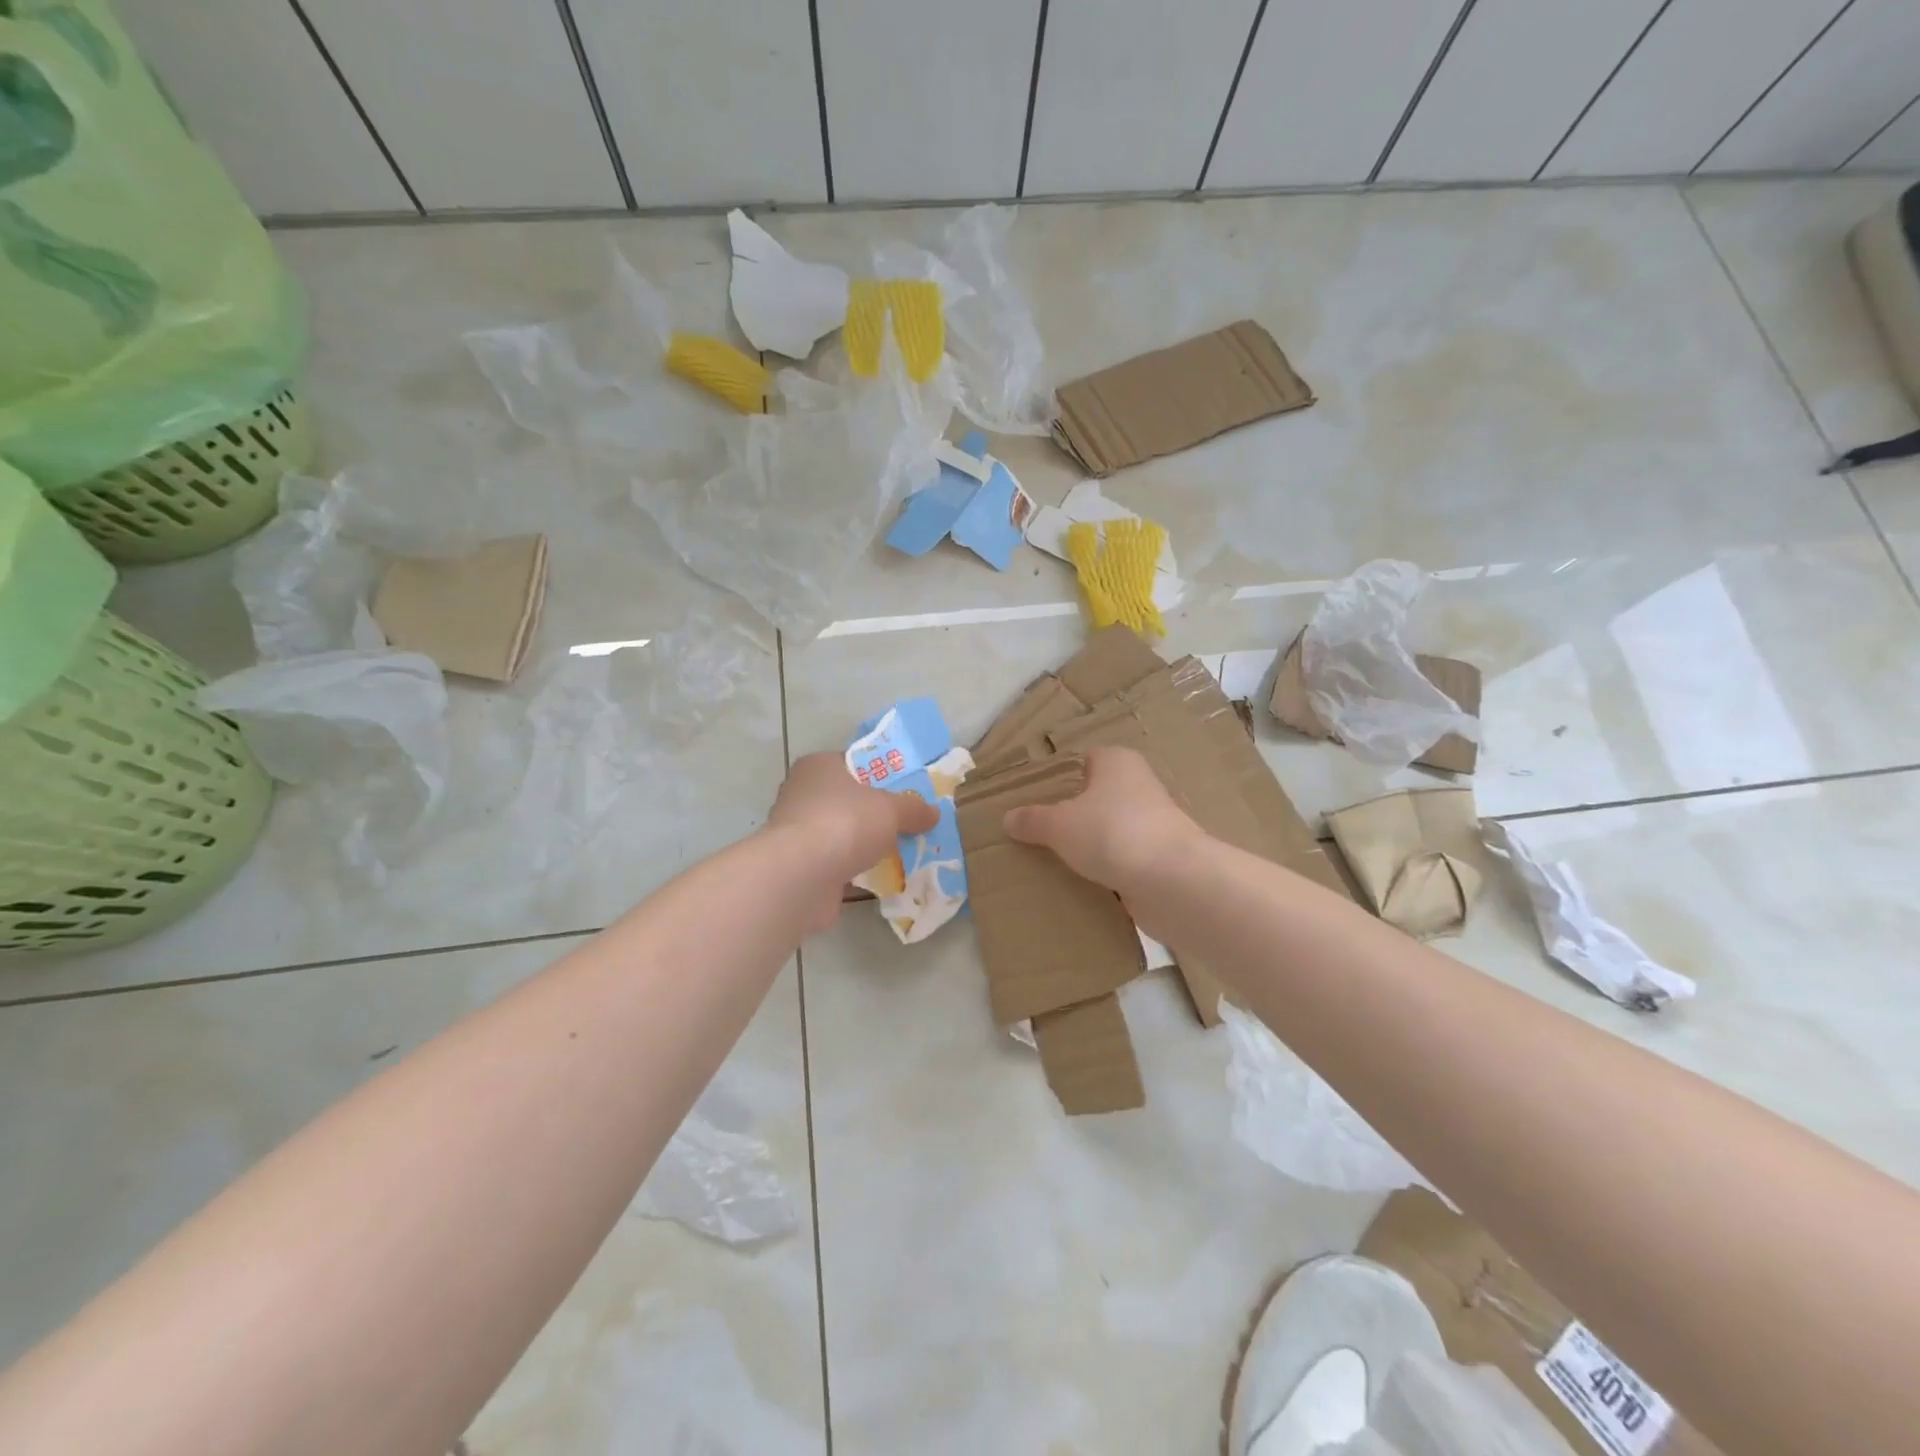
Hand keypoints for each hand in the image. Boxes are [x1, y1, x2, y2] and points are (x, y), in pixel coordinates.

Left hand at [765, 751, 939, 929]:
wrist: (801, 876)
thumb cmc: (845, 823)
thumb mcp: (891, 808)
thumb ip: (913, 808)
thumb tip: (933, 813)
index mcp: (818, 767)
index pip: (852, 764)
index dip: (879, 775)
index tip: (904, 791)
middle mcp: (801, 794)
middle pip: (846, 800)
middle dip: (873, 813)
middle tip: (905, 823)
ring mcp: (796, 832)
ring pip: (839, 833)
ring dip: (861, 844)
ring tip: (897, 853)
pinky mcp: (797, 866)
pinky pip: (833, 863)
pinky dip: (851, 869)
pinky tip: (876, 878)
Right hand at [1002, 746, 1204, 896]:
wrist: (1173, 881)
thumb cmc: (1112, 833)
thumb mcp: (1059, 825)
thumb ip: (1032, 820)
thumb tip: (1008, 818)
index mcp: (1116, 762)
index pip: (1082, 760)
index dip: (1057, 777)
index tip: (1031, 799)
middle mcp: (1137, 785)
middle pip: (1094, 796)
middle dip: (1069, 814)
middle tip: (1034, 832)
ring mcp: (1151, 822)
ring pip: (1107, 829)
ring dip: (1087, 844)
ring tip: (1050, 860)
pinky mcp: (1158, 857)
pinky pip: (1121, 859)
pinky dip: (1104, 869)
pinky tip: (1079, 882)